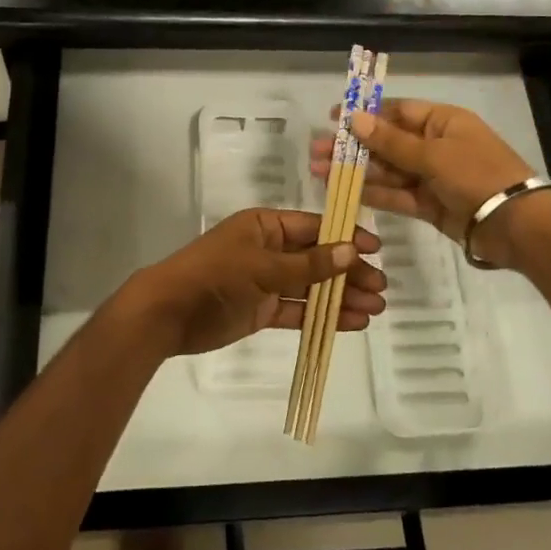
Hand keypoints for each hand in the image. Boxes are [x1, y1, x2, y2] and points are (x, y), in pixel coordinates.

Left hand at [128, 208, 385, 357]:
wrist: (168, 312)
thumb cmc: (216, 275)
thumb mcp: (264, 266)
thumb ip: (309, 263)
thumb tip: (351, 251)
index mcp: (266, 226)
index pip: (314, 227)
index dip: (345, 237)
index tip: (376, 250)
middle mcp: (269, 249)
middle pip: (317, 258)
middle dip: (349, 272)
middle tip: (382, 288)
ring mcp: (266, 281)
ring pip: (311, 286)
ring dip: (341, 297)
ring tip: (375, 309)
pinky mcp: (262, 309)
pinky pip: (298, 310)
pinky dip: (322, 316)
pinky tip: (352, 322)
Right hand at [311, 99, 550, 268]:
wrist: (517, 225)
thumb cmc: (477, 175)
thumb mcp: (433, 154)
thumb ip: (391, 141)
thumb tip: (355, 118)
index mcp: (442, 122)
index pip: (397, 111)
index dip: (365, 114)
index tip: (333, 118)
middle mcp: (435, 145)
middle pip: (387, 142)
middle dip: (353, 147)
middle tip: (316, 151)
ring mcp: (432, 177)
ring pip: (388, 170)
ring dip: (356, 171)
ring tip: (319, 172)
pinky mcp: (430, 205)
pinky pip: (397, 195)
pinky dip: (373, 193)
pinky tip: (345, 191)